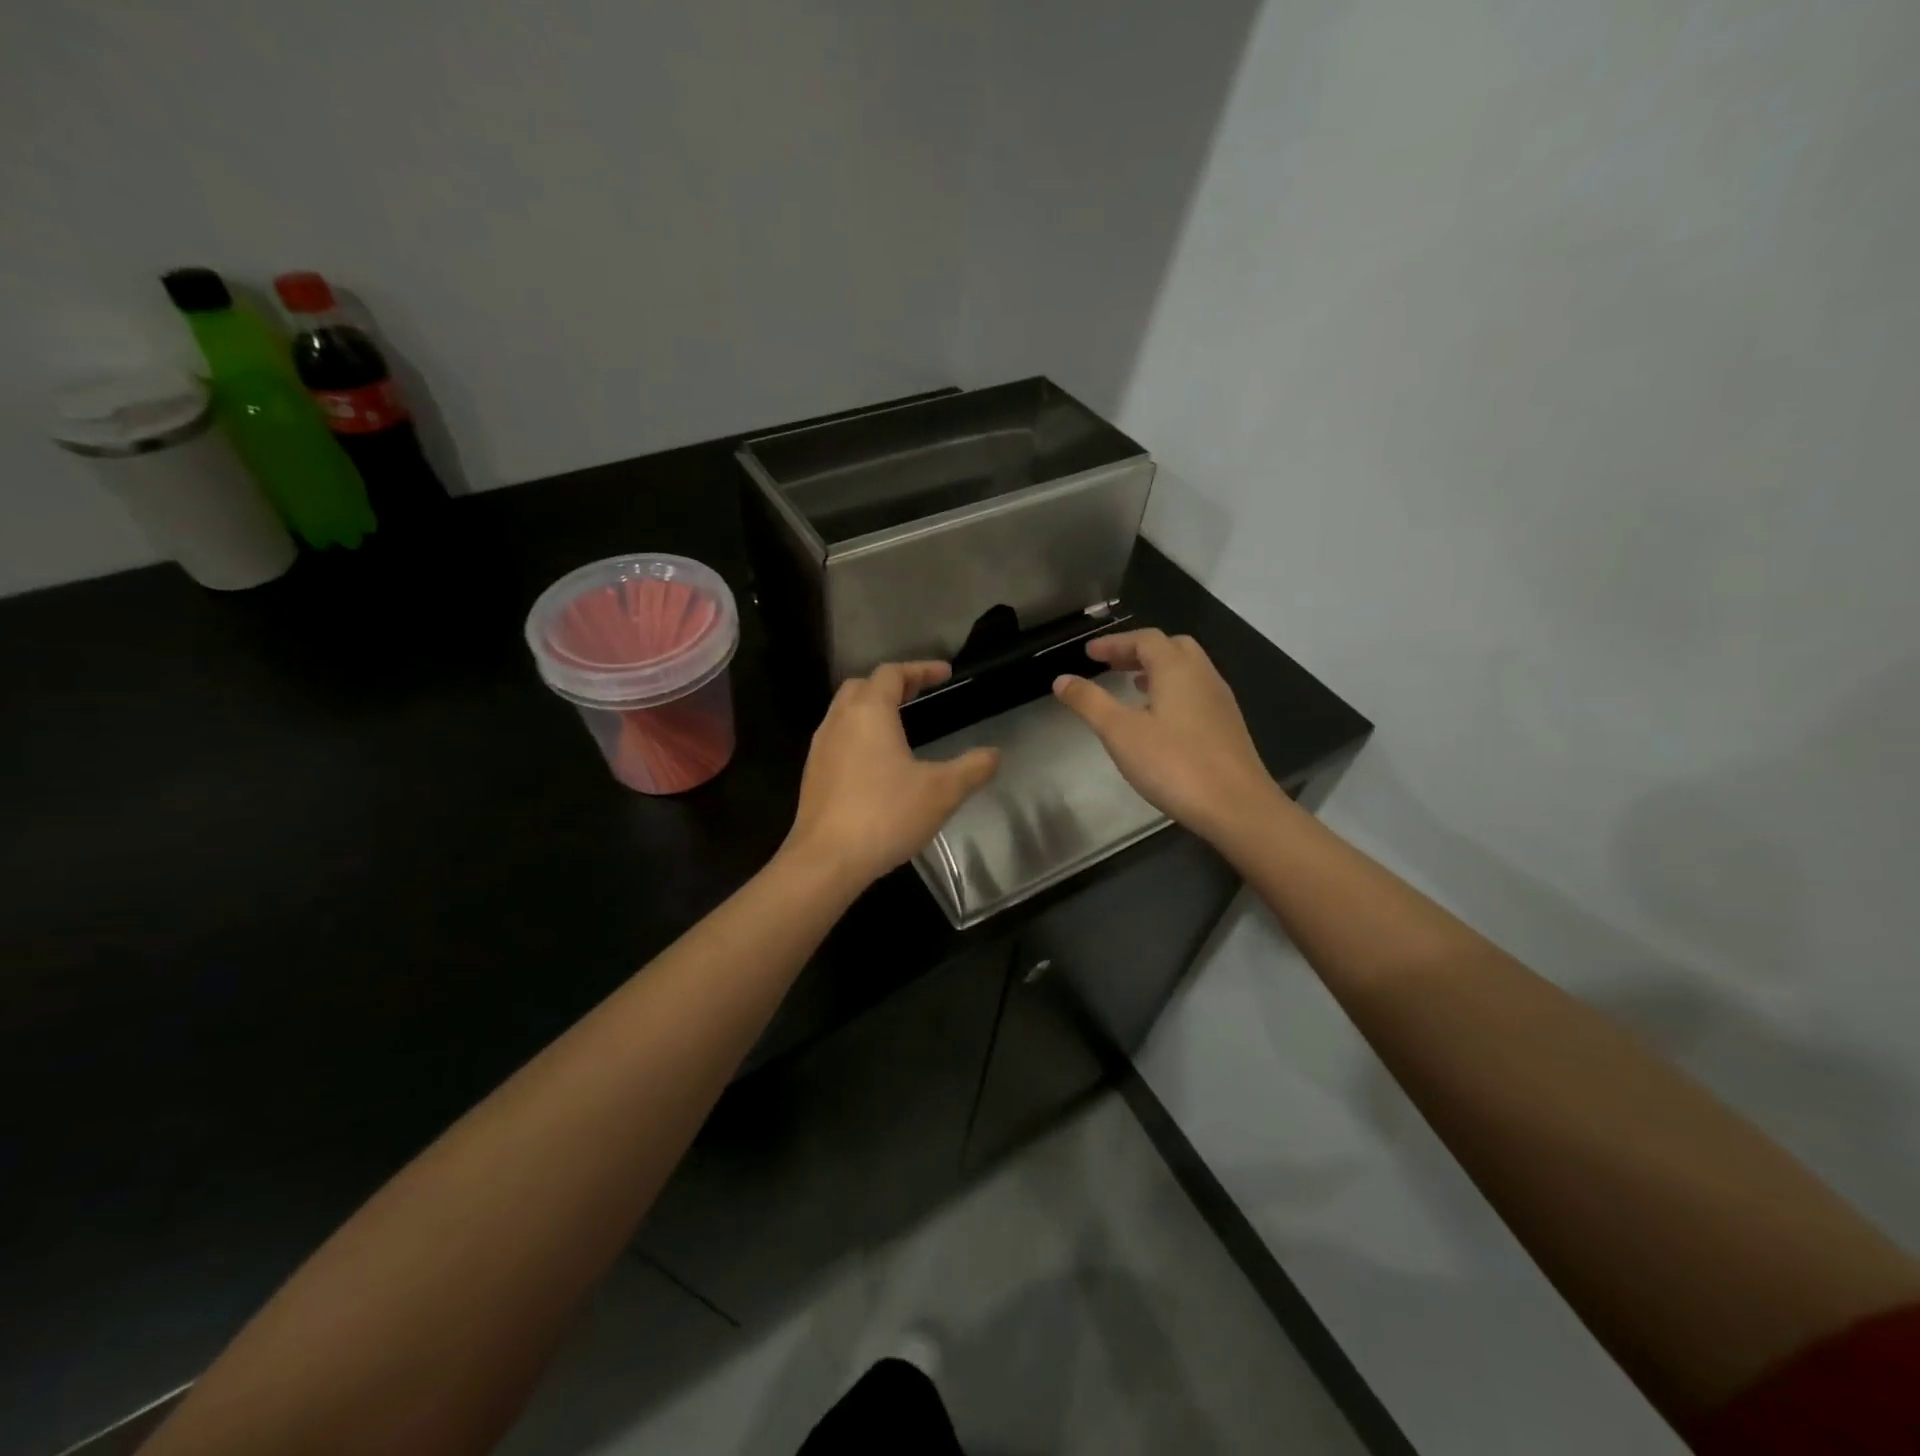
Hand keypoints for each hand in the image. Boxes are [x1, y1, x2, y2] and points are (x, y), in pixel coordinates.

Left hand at [785, 661, 999, 888]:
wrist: (826, 860)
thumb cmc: (885, 815)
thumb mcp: (942, 791)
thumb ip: (972, 768)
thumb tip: (994, 754)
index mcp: (869, 712)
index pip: (892, 673)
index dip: (920, 668)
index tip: (945, 674)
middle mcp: (839, 721)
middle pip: (863, 685)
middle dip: (892, 684)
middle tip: (920, 694)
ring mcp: (820, 748)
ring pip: (845, 712)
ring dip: (872, 708)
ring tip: (900, 725)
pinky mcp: (813, 774)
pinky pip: (838, 738)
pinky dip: (859, 734)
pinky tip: (877, 762)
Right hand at [1053, 629, 1277, 840]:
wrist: (1236, 806)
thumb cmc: (1174, 764)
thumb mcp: (1120, 732)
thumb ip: (1090, 702)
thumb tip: (1061, 679)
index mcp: (1177, 669)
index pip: (1145, 640)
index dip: (1115, 642)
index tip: (1090, 653)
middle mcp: (1203, 676)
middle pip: (1171, 648)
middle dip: (1139, 651)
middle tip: (1111, 665)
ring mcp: (1220, 701)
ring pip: (1187, 670)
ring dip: (1158, 670)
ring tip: (1132, 686)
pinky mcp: (1227, 726)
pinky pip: (1196, 693)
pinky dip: (1172, 691)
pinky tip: (1159, 719)